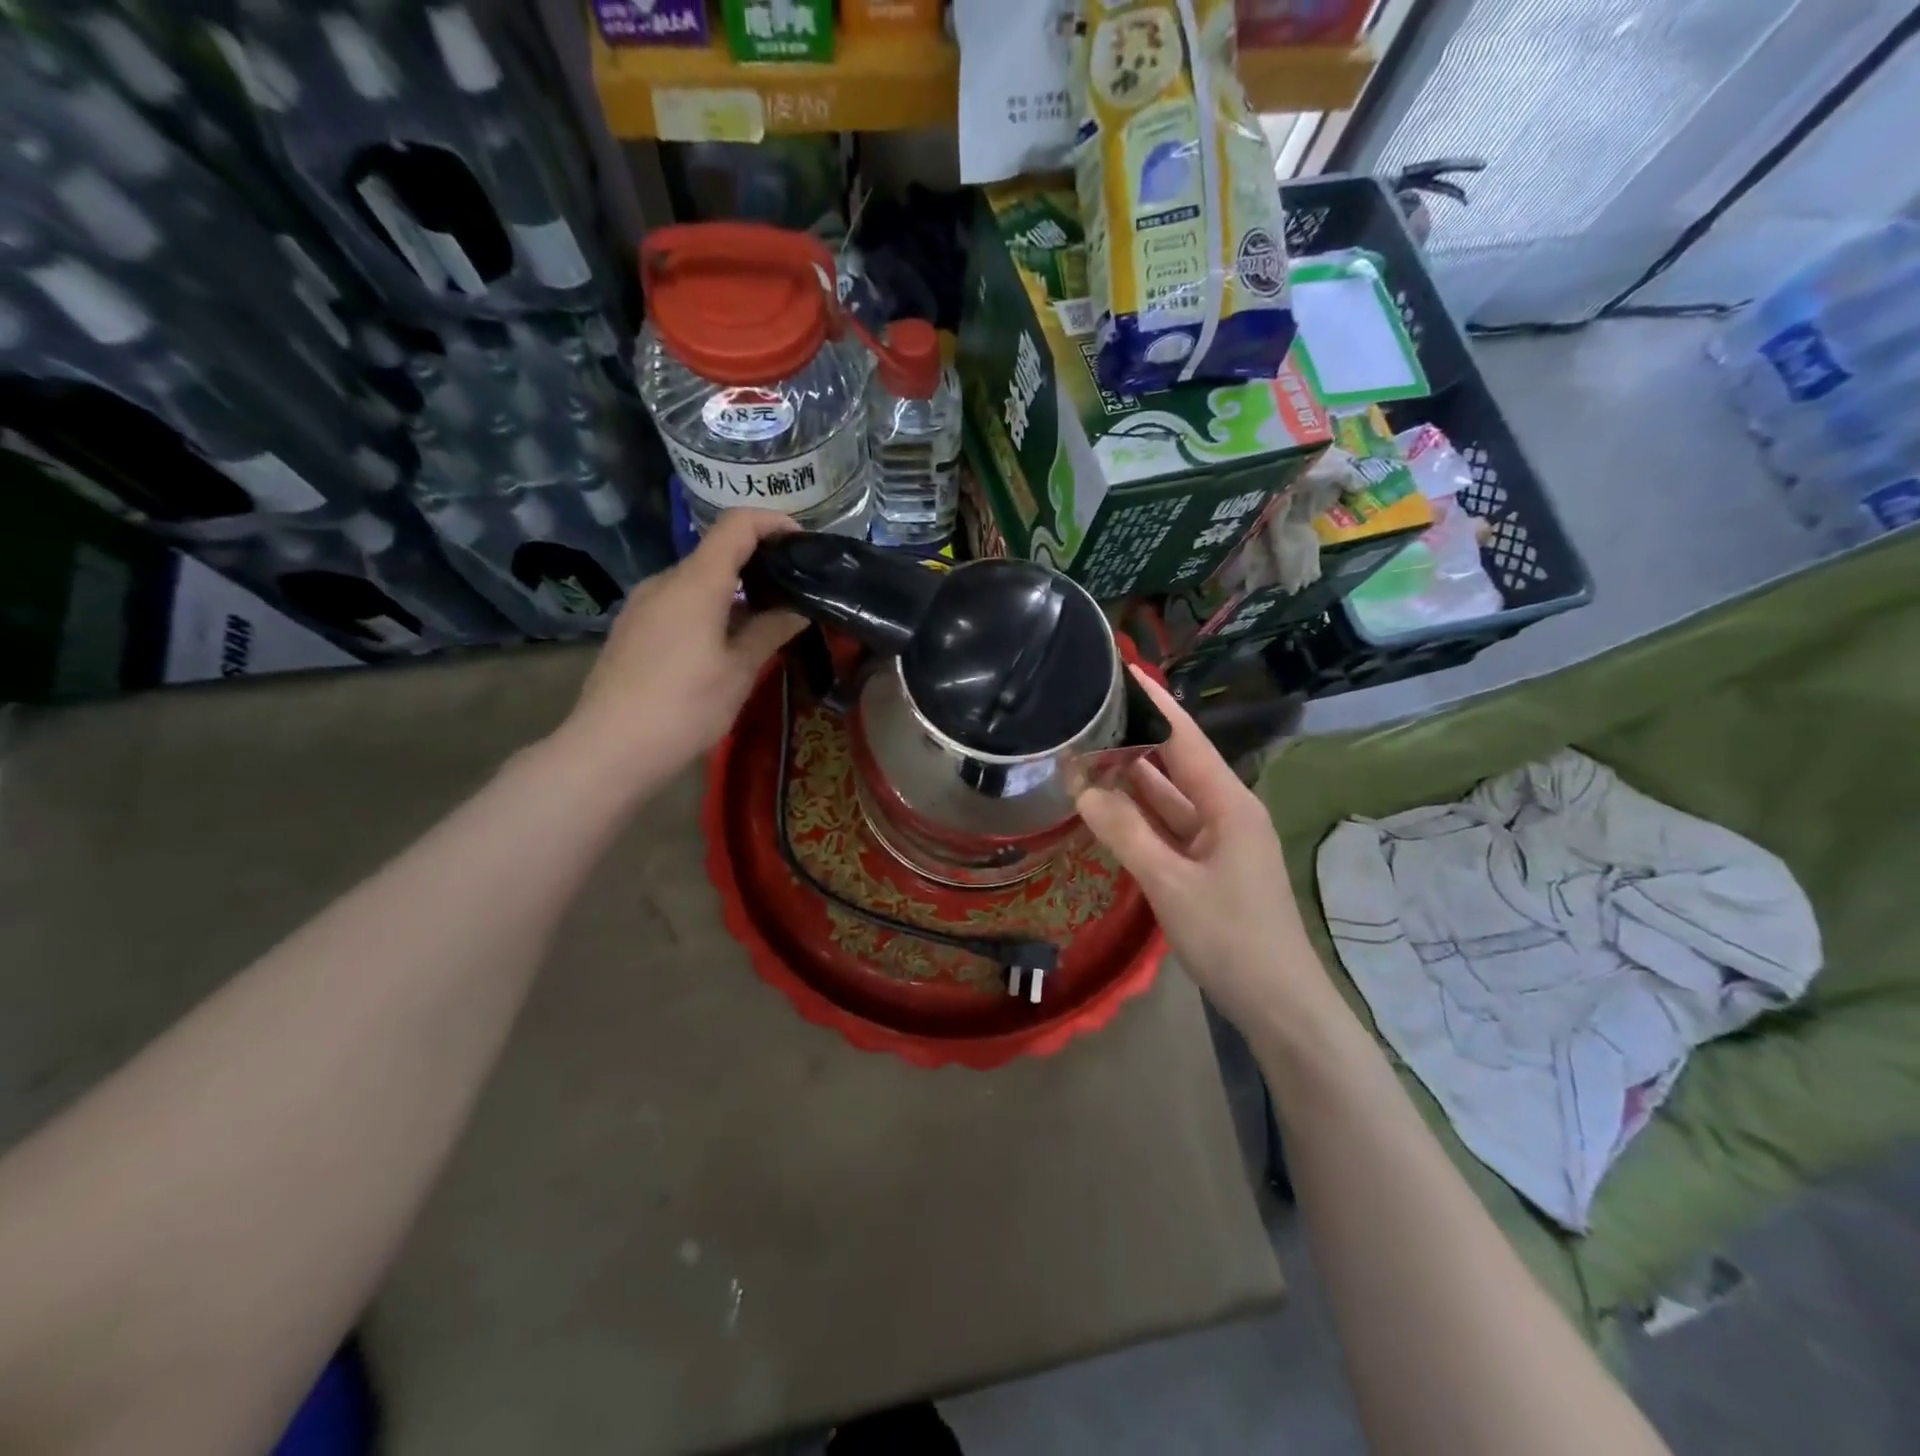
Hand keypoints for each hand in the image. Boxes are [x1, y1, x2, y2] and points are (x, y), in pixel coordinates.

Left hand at [559, 509, 805, 789]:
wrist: (609, 749)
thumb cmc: (684, 707)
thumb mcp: (739, 671)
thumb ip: (770, 631)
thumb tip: (799, 608)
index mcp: (695, 583)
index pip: (736, 526)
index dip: (772, 522)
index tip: (802, 543)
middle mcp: (665, 582)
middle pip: (716, 554)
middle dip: (758, 565)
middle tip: (793, 593)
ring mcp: (643, 605)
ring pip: (697, 582)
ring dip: (733, 593)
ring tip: (765, 624)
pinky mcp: (632, 629)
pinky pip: (679, 604)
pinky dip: (709, 610)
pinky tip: (725, 645)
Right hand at [1076, 667, 1335, 1035]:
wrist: (1278, 1004)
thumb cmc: (1231, 938)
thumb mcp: (1170, 883)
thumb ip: (1125, 832)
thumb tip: (1082, 788)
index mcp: (1229, 804)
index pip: (1186, 738)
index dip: (1155, 703)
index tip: (1124, 670)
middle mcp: (1225, 811)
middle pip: (1175, 764)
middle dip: (1133, 740)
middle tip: (1086, 715)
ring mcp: (1217, 840)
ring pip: (1168, 798)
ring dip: (1131, 780)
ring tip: (1084, 753)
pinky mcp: (1207, 866)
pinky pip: (1167, 828)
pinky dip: (1138, 817)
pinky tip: (1105, 806)